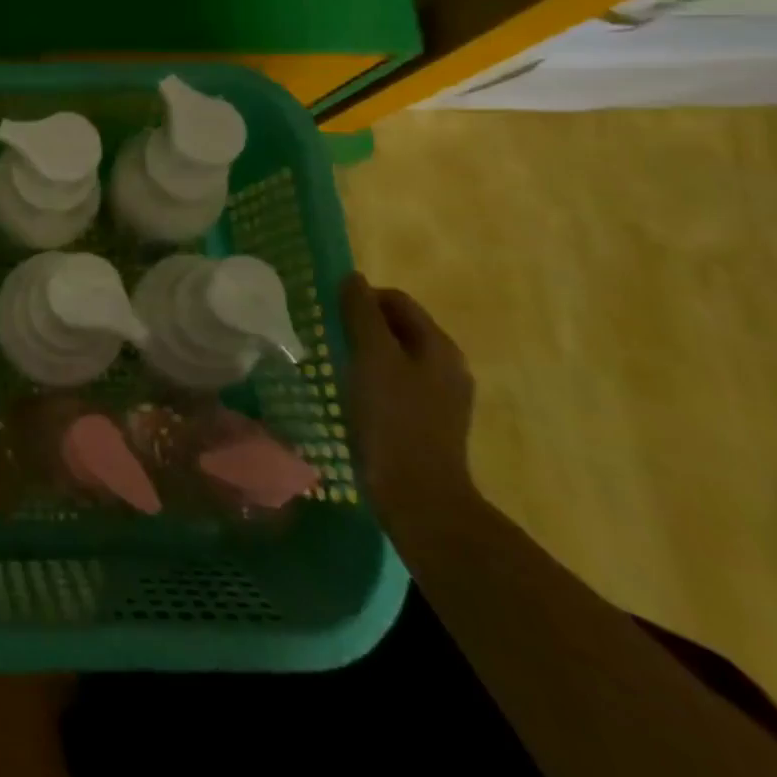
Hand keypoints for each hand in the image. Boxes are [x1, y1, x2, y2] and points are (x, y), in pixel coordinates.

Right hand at [341, 272, 477, 532]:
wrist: (419, 499)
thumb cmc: (393, 419)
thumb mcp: (372, 357)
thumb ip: (361, 313)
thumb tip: (352, 278)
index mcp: (439, 346)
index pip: (397, 300)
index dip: (362, 298)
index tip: (330, 313)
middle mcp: (448, 366)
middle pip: (398, 327)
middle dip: (363, 325)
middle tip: (329, 338)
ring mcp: (442, 398)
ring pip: (396, 357)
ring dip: (366, 354)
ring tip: (337, 366)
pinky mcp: (428, 424)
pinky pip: (396, 384)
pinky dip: (373, 380)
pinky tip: (353, 397)